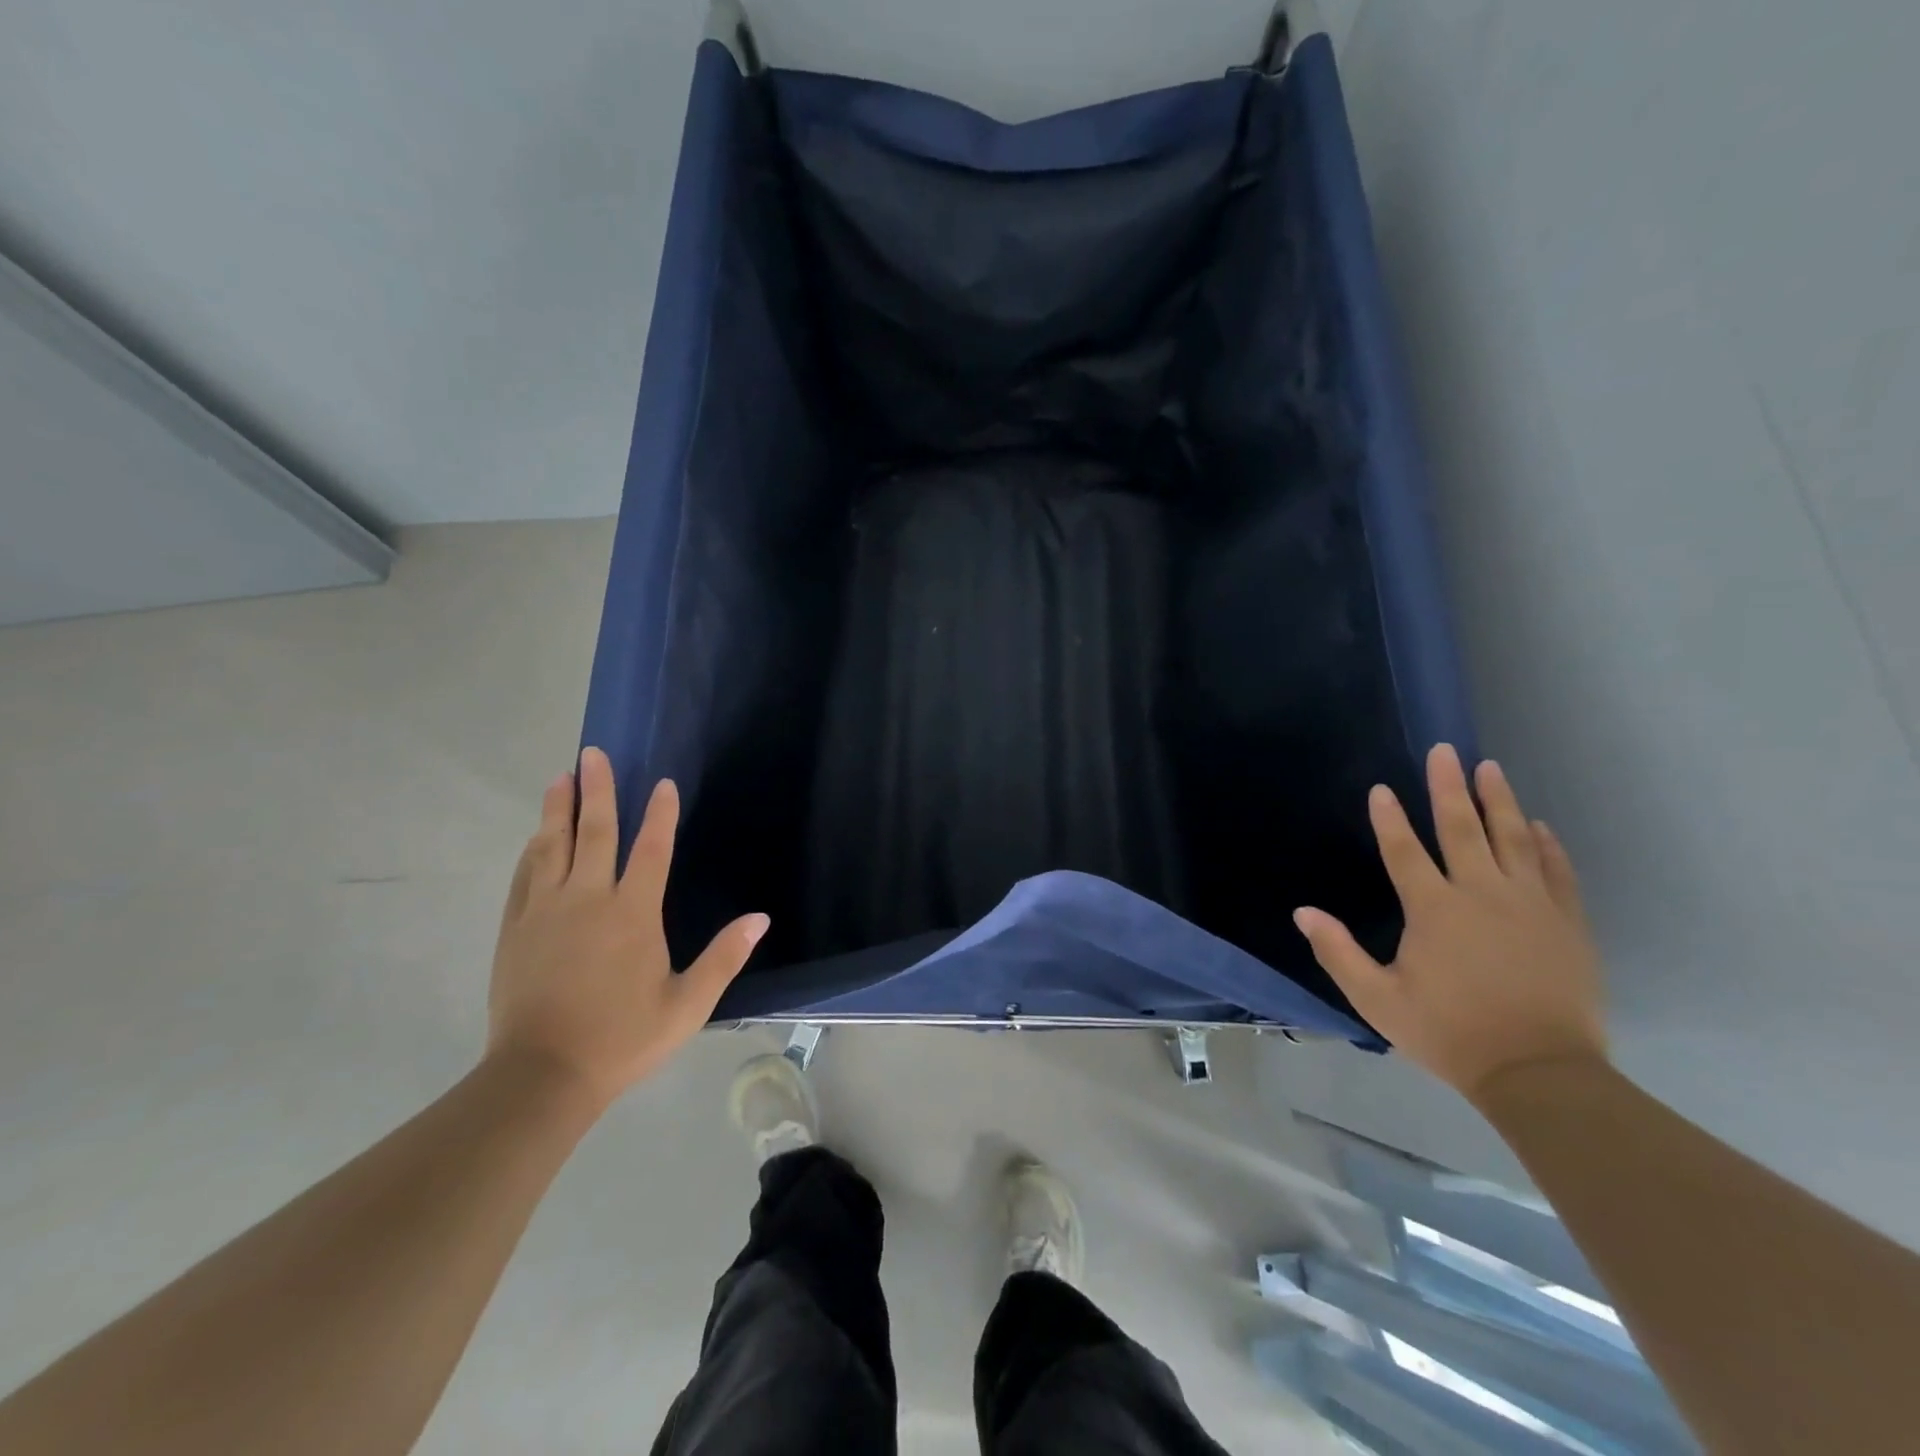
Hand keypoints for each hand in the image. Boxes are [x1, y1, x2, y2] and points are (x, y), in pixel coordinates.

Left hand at [486, 747, 768, 1111]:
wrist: (542, 1076)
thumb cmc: (623, 1038)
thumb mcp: (688, 1004)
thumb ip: (724, 957)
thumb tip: (760, 918)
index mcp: (633, 913)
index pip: (651, 849)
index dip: (659, 813)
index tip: (662, 783)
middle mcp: (588, 899)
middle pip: (594, 832)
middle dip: (596, 790)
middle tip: (593, 753)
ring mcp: (545, 912)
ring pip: (552, 847)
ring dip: (557, 810)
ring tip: (560, 778)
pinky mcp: (516, 930)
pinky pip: (524, 877)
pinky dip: (531, 851)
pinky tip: (535, 838)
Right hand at [1293, 743, 1606, 1102]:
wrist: (1540, 1073)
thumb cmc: (1449, 1033)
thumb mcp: (1377, 1000)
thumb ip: (1338, 952)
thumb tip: (1303, 912)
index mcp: (1433, 910)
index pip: (1405, 851)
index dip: (1390, 818)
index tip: (1381, 788)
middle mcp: (1481, 894)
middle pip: (1462, 829)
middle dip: (1449, 787)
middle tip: (1445, 751)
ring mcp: (1530, 905)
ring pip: (1513, 839)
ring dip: (1499, 801)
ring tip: (1490, 768)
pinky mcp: (1566, 923)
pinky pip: (1555, 871)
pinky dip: (1545, 845)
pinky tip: (1537, 825)